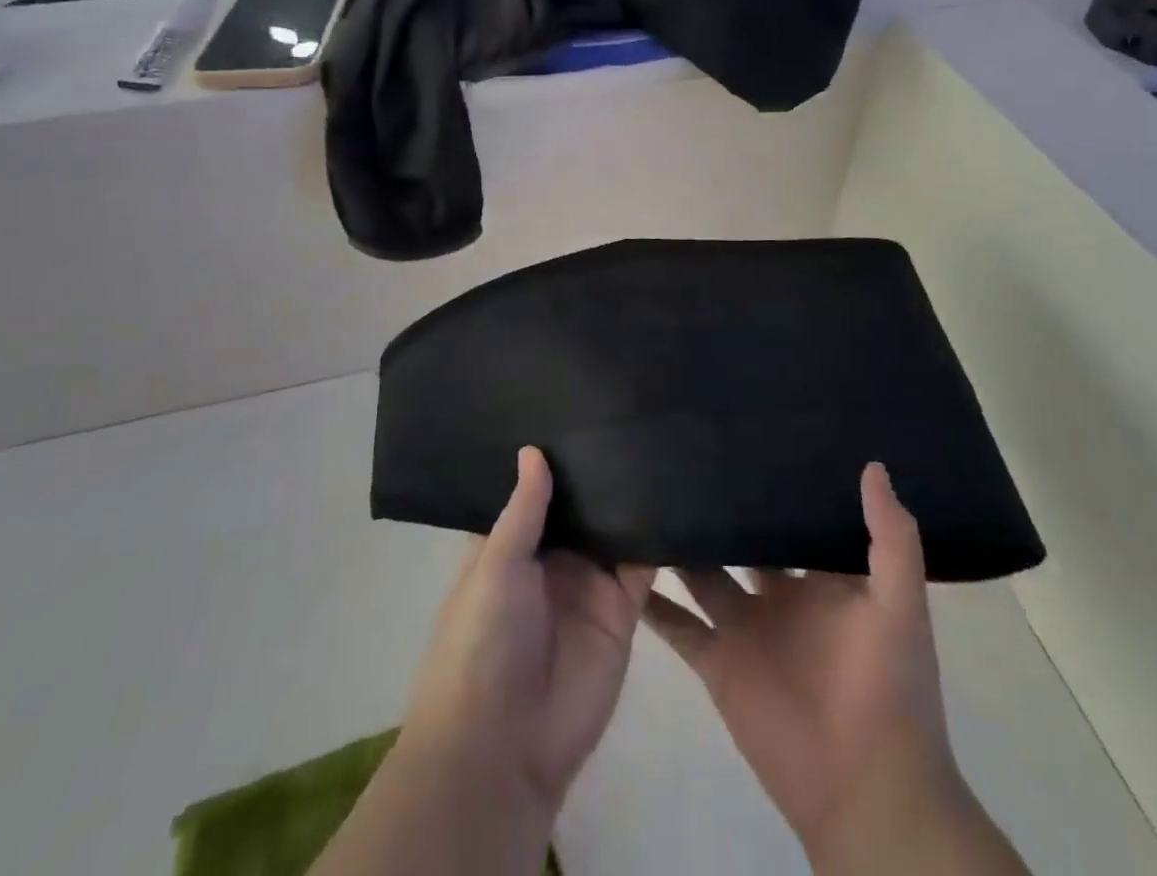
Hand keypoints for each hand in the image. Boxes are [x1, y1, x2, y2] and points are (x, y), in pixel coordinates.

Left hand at [401, 448, 655, 820]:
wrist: (505, 747)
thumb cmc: (481, 642)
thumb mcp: (494, 566)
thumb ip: (522, 509)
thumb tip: (533, 448)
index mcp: (510, 546)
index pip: (535, 492)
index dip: (551, 458)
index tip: (576, 408)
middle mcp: (552, 559)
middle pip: (580, 506)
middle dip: (597, 471)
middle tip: (628, 411)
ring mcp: (588, 584)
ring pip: (614, 529)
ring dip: (629, 497)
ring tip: (655, 438)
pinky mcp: (621, 611)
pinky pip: (642, 566)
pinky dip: (657, 537)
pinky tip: (675, 493)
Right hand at [644, 465, 987, 871]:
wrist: (867, 791)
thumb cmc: (889, 687)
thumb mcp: (901, 604)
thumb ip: (891, 536)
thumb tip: (872, 464)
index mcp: (820, 577)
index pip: (791, 516)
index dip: (772, 482)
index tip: (744, 436)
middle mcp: (777, 594)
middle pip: (740, 539)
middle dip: (719, 506)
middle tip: (681, 455)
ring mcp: (744, 627)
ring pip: (701, 573)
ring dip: (679, 545)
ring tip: (645, 497)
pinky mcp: (718, 663)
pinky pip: (678, 626)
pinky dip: (653, 603)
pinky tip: (623, 566)